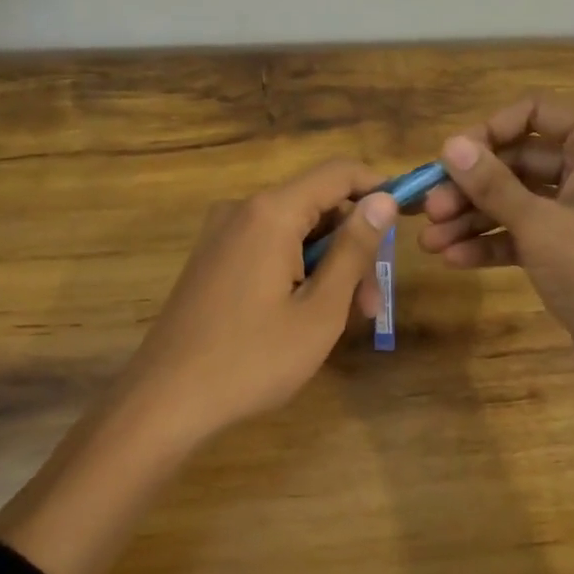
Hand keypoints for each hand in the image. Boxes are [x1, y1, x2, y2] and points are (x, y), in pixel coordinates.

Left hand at [115, 159, 398, 444]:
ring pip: (293, 231)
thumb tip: (383, 199)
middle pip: (316, 205)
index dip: (379, 189)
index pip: (338, 173)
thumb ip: (354, 250)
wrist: (164, 401)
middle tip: (371, 304)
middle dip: (352, 246)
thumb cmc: (252, 359)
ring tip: (342, 320)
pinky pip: (267, 248)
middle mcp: (242, 210)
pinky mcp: (210, 260)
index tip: (408, 220)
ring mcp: (221, 235)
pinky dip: (295, 270)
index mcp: (270, 213)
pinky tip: (302, 315)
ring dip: (326, 265)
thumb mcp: (319, 310)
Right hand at [419, 96, 573, 409]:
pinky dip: (492, 243)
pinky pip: (525, 232)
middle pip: (519, 159)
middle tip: (428, 209)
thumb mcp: (539, 223)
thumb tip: (449, 145)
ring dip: (473, 218)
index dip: (488, 131)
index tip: (449, 159)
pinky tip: (455, 259)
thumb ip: (491, 183)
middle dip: (471, 186)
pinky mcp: (572, 247)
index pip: (535, 111)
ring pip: (517, 199)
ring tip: (430, 242)